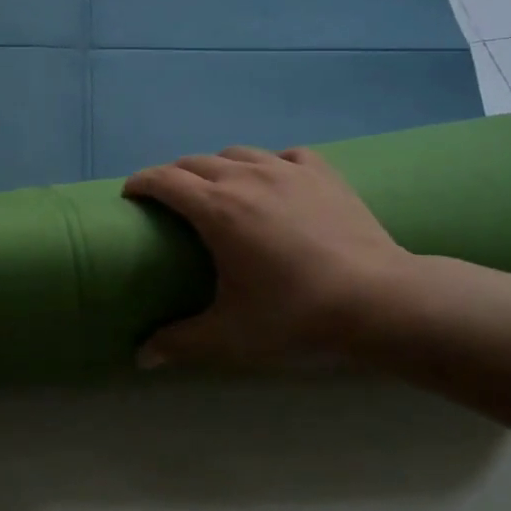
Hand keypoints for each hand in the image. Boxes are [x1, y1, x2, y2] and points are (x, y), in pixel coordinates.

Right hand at [123, 146, 416, 366]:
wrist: (381, 301)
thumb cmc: (295, 315)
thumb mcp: (229, 335)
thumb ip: (179, 343)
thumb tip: (141, 357)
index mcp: (216, 209)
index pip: (164, 180)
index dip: (140, 183)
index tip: (129, 195)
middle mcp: (246, 177)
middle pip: (195, 162)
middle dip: (173, 175)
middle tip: (168, 201)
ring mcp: (287, 170)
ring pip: (237, 153)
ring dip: (217, 167)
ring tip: (218, 190)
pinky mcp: (322, 174)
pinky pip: (283, 156)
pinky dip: (267, 164)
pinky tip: (273, 182)